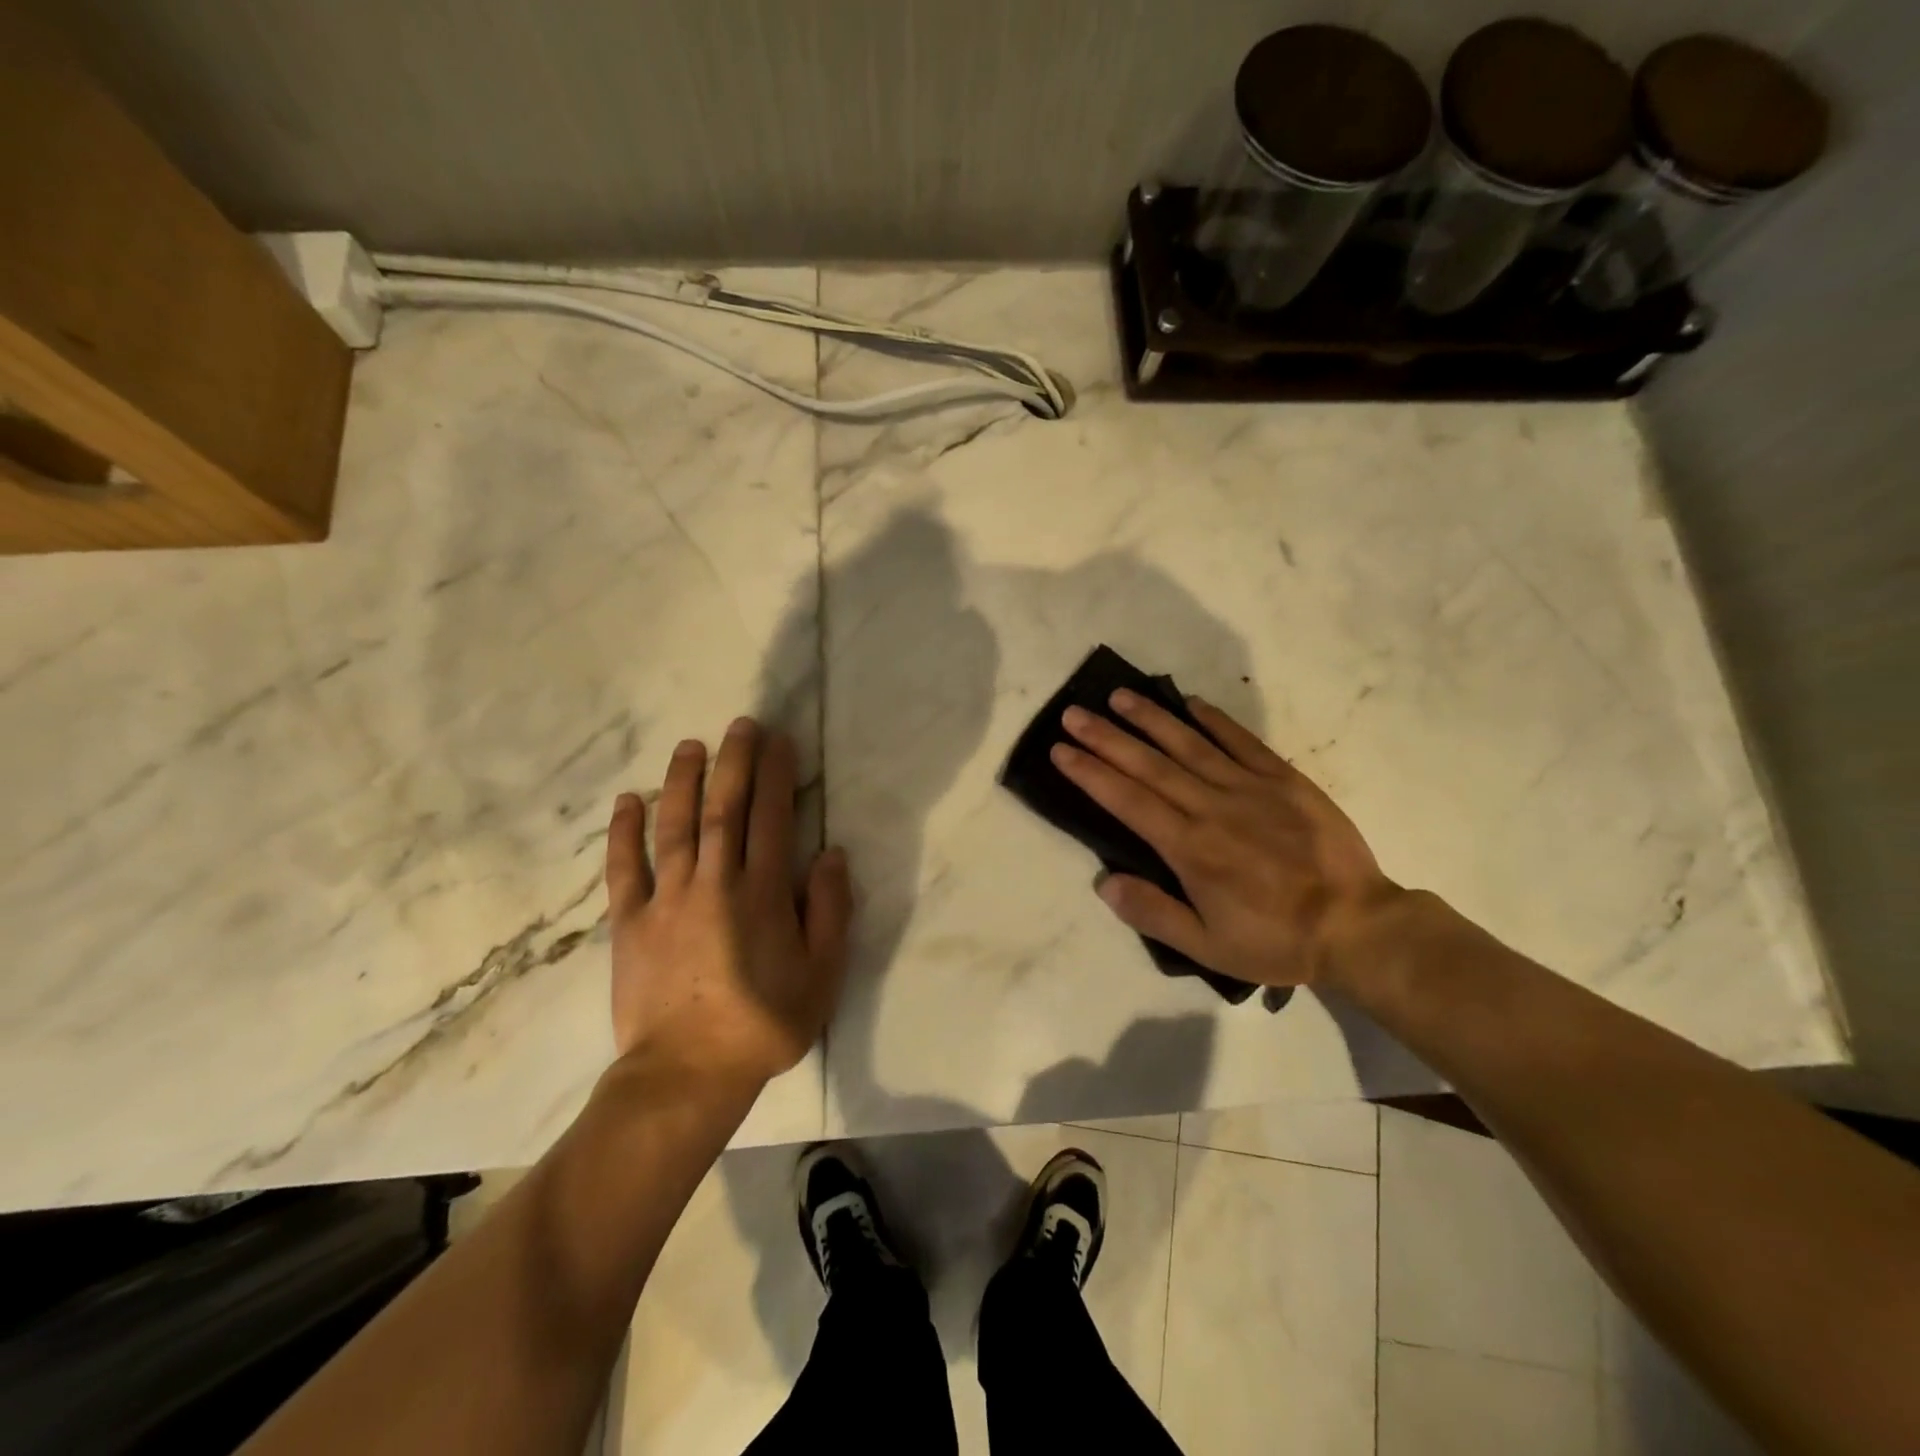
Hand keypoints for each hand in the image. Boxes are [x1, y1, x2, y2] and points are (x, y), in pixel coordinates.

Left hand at [603, 718, 851, 1087]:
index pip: (771, 818)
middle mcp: (714, 883)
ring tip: (690, 745)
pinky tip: (629, 800)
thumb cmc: (764, 1024)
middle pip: (725, 809)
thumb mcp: (821, 974)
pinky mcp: (630, 922)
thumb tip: (831, 854)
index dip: (776, 775)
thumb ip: (830, 911)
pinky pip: (624, 868)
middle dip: (734, 762)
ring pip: (675, 826)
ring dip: (683, 781)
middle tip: (740, 724)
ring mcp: (667, 899)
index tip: (778, 741)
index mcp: (763, 893)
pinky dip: (625, 832)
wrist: (687, 1074)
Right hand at [1051, 691, 1402, 989]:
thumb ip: (1154, 913)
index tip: (1061, 750)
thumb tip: (1105, 881)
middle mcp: (1212, 808)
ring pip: (1189, 744)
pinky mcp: (1284, 779)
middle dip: (1106, 737)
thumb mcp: (1209, 946)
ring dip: (1150, 718)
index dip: (1090, 773)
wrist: (1358, 925)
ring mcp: (1250, 788)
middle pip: (1149, 765)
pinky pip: (1242, 741)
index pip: (1127, 801)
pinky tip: (1190, 703)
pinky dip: (1214, 720)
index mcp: (1189, 848)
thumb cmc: (1277, 939)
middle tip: (1073, 714)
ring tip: (1118, 697)